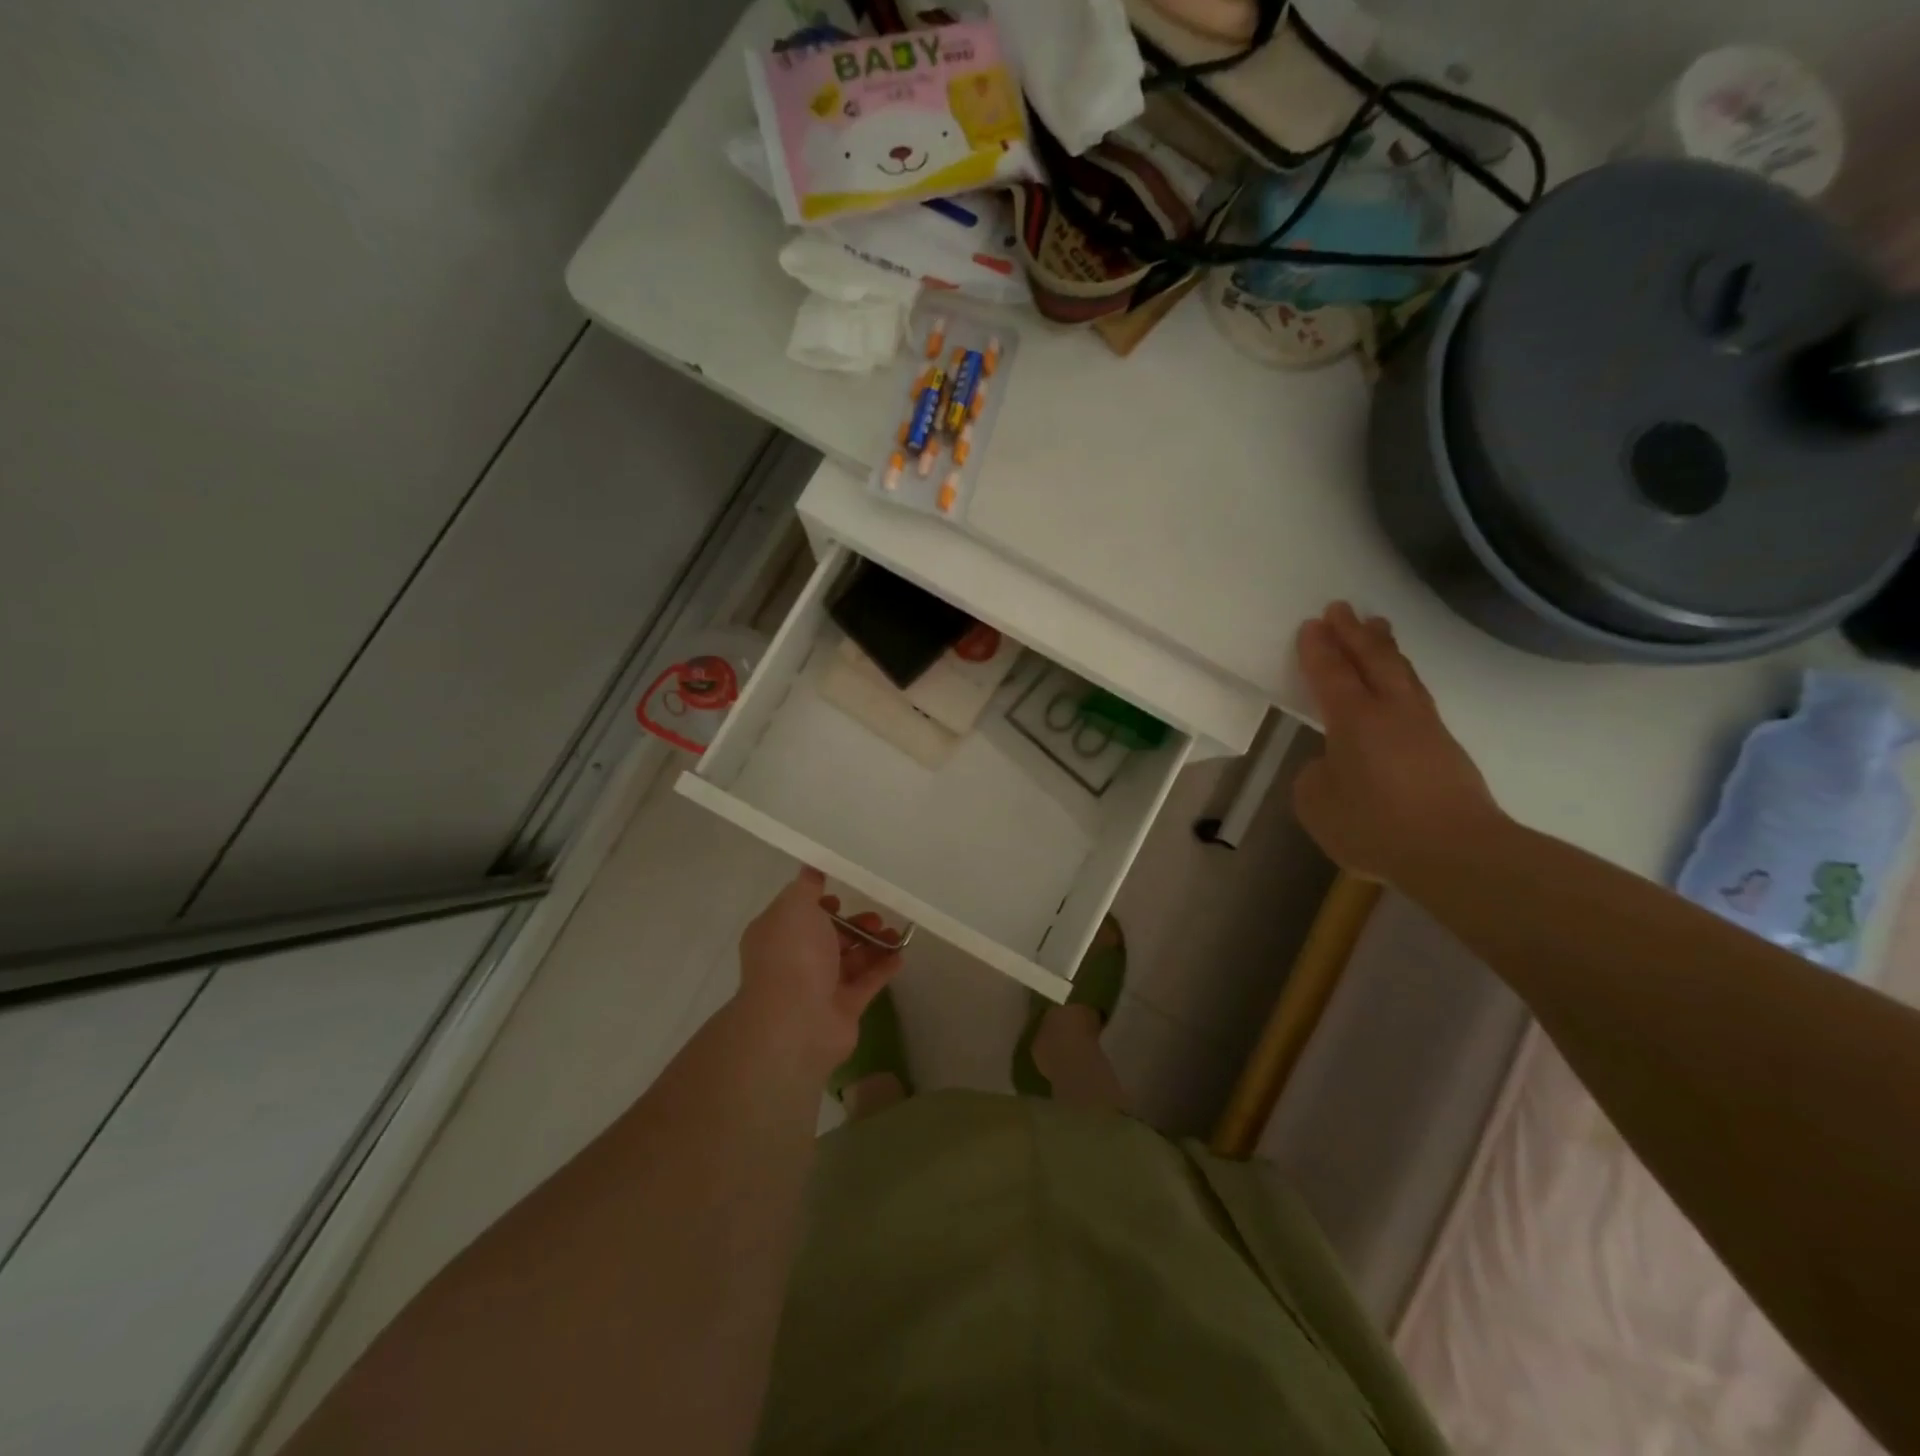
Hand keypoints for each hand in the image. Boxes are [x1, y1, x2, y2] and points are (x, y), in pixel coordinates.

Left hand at [736, 868, 902, 1080]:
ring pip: (850, 960)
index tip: (844, 893)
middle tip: (877, 916)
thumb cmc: (793, 955)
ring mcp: (819, 987)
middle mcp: (795, 960)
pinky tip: (902, 955)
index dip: (821, 902)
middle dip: (854, 923)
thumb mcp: (795, 906)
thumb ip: (807, 886)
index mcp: (777, 935)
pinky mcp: (843, 1008)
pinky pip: (866, 983)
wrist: (797, 1022)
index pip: (800, 913)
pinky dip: (883, 968)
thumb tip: (811, 868)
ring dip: (873, 944)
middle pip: (829, 937)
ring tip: (896, 934)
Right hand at [1292, 602, 1504, 884]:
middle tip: (1342, 608)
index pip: (1331, 673)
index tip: (1311, 624)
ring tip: (1378, 627)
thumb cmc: (1374, 824)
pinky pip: (1417, 696)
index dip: (1318, 649)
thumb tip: (1333, 764)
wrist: (1456, 852)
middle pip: (1373, 660)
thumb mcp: (1316, 803)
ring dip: (1385, 648)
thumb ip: (1317, 775)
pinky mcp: (1445, 747)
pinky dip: (1402, 678)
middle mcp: (1390, 711)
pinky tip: (1400, 685)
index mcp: (1353, 719)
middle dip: (1354, 633)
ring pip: (1402, 673)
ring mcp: (1424, 726)